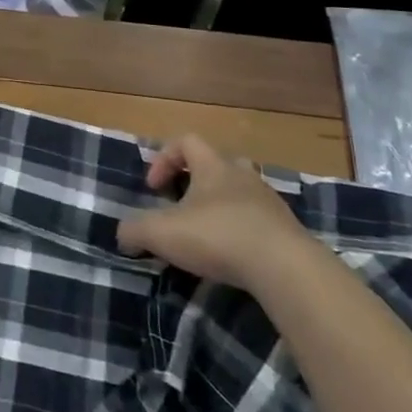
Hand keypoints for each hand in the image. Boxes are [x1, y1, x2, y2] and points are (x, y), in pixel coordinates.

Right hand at [116, 138, 313, 292]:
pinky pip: (260, 223)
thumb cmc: (218, 236)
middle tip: (184, 206)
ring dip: (223, 208)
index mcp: (213, 166)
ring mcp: (270, 204)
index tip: (154, 187)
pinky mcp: (289, 233)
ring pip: (242, 194)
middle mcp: (243, 176)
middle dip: (198, 182)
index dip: (164, 159)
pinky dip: (244, 234)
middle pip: (219, 164)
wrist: (286, 269)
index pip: (186, 141)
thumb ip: (134, 230)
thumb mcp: (161, 233)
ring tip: (208, 236)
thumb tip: (122, 235)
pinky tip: (234, 259)